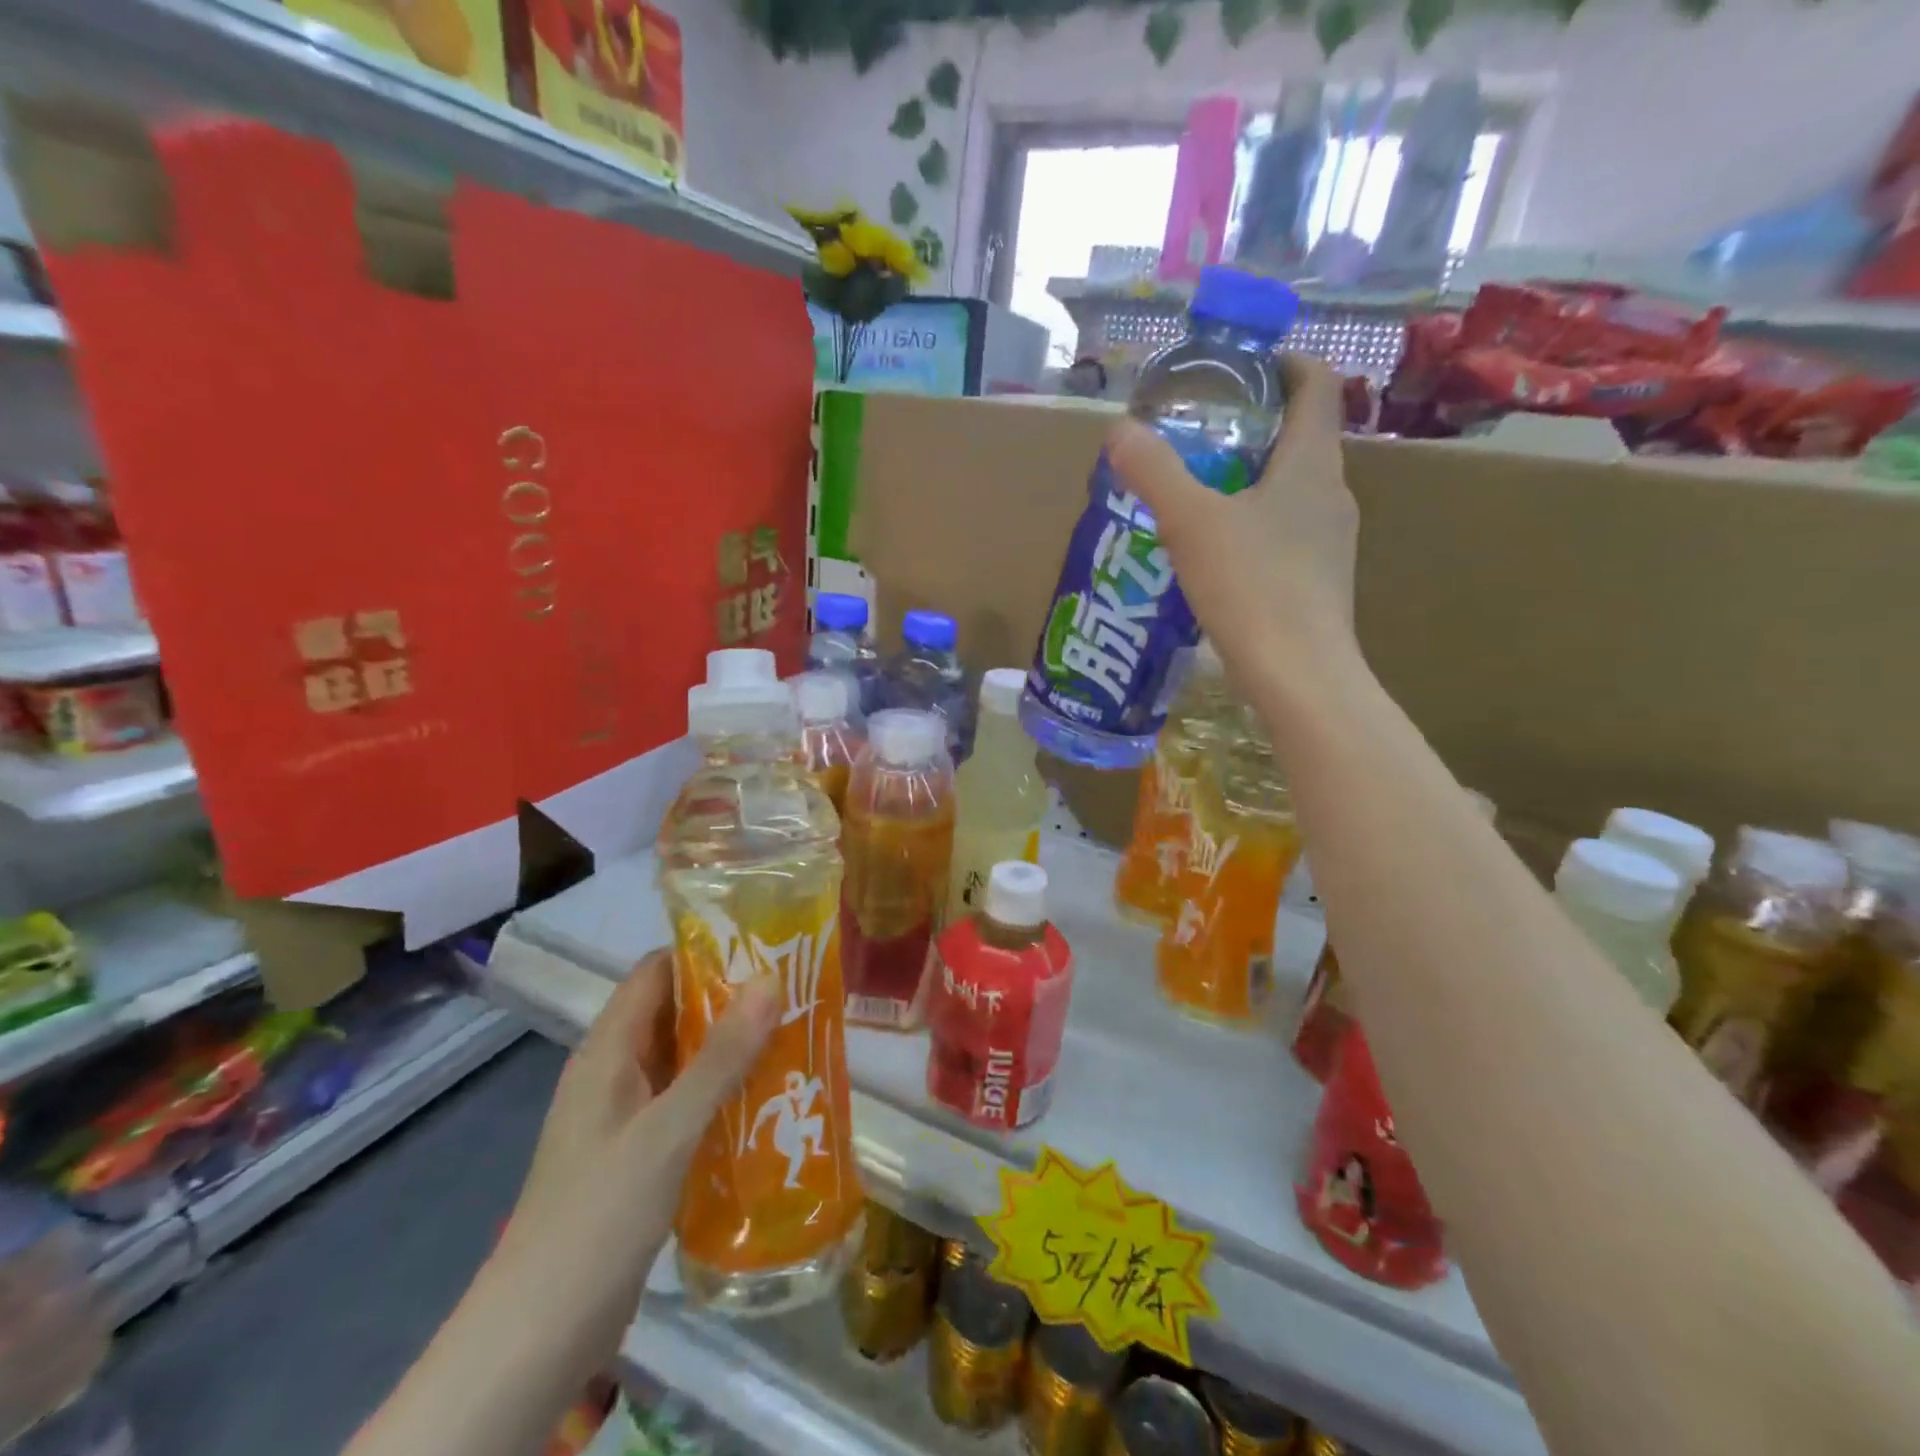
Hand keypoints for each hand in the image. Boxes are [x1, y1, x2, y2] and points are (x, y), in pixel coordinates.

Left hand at [495, 951, 778, 1344]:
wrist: (537, 1336)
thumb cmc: (599, 1216)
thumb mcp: (668, 1130)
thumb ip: (720, 1057)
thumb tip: (769, 980)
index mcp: (607, 1051)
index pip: (655, 972)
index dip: (704, 951)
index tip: (763, 946)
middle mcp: (612, 1073)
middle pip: (672, 1012)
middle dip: (729, 999)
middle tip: (792, 991)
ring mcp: (622, 1117)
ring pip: (682, 1060)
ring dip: (730, 1048)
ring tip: (792, 1035)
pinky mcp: (636, 1155)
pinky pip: (683, 1103)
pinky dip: (720, 1092)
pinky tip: (764, 1100)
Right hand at [1109, 354, 1360, 689]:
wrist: (1299, 675)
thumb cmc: (1252, 587)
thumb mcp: (1191, 523)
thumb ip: (1155, 473)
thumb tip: (1119, 429)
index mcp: (1311, 464)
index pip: (1318, 386)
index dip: (1287, 363)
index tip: (1244, 366)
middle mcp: (1332, 494)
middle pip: (1302, 438)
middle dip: (1256, 426)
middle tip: (1201, 434)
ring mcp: (1332, 541)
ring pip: (1293, 490)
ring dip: (1254, 480)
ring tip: (1200, 493)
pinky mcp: (1320, 581)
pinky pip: (1288, 533)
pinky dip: (1256, 525)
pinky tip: (1218, 554)